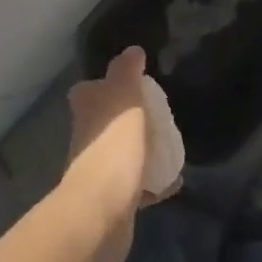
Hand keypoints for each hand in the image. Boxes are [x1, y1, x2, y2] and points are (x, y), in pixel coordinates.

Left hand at [61, 47, 161, 261]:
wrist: (102, 210)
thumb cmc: (113, 146)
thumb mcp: (124, 96)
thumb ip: (127, 72)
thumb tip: (132, 50)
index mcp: (87, 111)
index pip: (91, 90)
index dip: (107, 85)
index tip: (135, 84)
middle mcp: (87, 139)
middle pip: (108, 123)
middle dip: (130, 120)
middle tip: (161, 116)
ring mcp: (99, 172)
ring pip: (123, 154)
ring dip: (143, 151)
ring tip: (171, 147)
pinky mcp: (114, 201)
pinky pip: (139, 187)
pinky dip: (155, 184)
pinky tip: (175, 181)